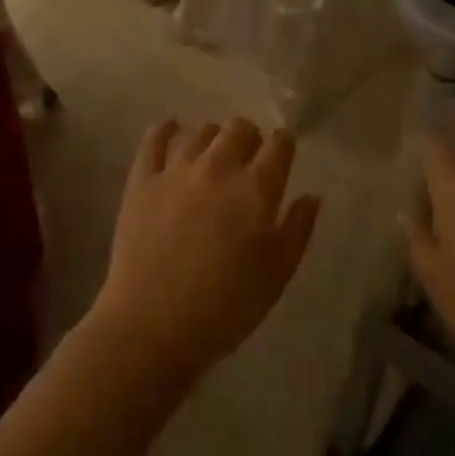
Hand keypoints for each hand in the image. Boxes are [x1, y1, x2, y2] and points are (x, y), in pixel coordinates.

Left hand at [90, 118, 319, 386]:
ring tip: (213, 155)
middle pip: (240, 129)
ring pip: (201, 132)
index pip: (279, 144)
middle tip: (248, 160)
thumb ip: (298, 229)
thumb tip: (311, 195)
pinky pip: (154, 140)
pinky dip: (166, 129)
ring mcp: (177, 170)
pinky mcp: (142, 180)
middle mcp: (219, 167)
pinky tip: (171, 128)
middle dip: (249, 138)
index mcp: (256, 189)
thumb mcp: (277, 275)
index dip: (283, 145)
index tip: (282, 155)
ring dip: (214, 138)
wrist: (152, 326)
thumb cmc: (225, 308)